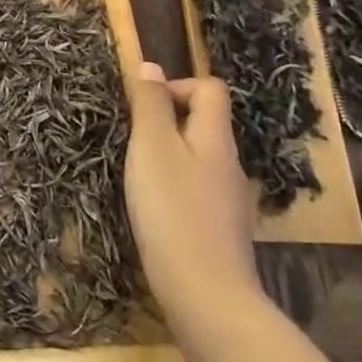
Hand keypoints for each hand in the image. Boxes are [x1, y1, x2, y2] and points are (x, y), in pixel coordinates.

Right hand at [123, 63, 261, 330]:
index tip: (143, 107)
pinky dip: (175, 189)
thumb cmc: (172, 210)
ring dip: (168, 157)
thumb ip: (150, 105)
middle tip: (132, 142)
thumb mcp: (151, 147)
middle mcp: (229, 164)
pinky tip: (154, 212)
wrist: (206, 295)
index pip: (211, 89)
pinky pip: (197, 191)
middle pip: (205, 124)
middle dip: (167, 123)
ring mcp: (229, 201)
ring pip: (199, 159)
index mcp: (215, 139)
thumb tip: (151, 66)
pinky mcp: (221, 231)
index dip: (177, 86)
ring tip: (138, 176)